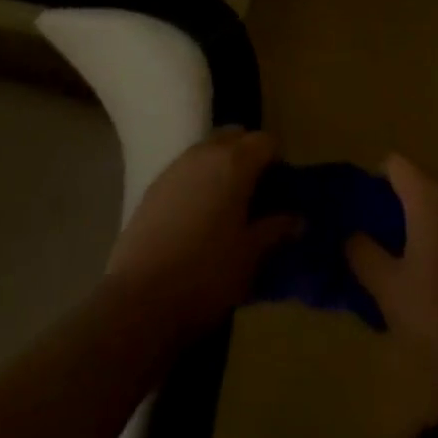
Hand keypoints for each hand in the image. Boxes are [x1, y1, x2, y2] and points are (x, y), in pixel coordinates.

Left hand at [105, 128, 300, 342]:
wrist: (139, 300)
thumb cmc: (206, 274)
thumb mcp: (251, 256)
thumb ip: (276, 230)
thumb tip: (298, 219)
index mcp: (234, 163)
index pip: (265, 141)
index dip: (278, 162)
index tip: (282, 190)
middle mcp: (204, 153)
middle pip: (235, 137)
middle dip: (249, 156)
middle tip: (257, 194)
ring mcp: (175, 167)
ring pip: (208, 150)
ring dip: (222, 166)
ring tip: (228, 206)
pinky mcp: (153, 186)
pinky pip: (186, 169)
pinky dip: (199, 180)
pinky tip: (198, 217)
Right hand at [346, 155, 437, 375]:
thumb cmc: (435, 318)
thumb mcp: (385, 287)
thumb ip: (362, 251)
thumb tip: (352, 235)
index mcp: (431, 196)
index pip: (394, 164)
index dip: (375, 184)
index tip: (365, 217)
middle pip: (422, 179)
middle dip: (401, 201)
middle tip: (383, 240)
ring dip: (426, 219)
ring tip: (410, 260)